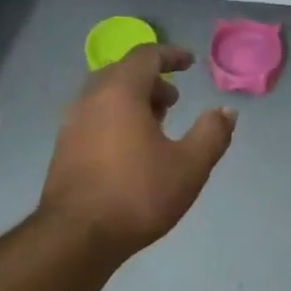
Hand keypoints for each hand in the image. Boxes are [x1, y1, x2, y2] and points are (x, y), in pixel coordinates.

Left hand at [40, 43, 236, 258]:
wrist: (77, 236)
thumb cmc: (138, 195)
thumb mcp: (189, 166)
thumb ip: (212, 133)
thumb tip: (226, 111)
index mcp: (120, 93)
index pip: (145, 56)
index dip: (170, 54)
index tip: (189, 62)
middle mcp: (90, 99)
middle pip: (122, 73)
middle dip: (151, 80)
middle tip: (174, 99)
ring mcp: (72, 124)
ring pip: (105, 96)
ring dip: (133, 100)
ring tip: (157, 124)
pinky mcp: (64, 148)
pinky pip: (94, 117)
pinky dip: (116, 118)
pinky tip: (131, 148)